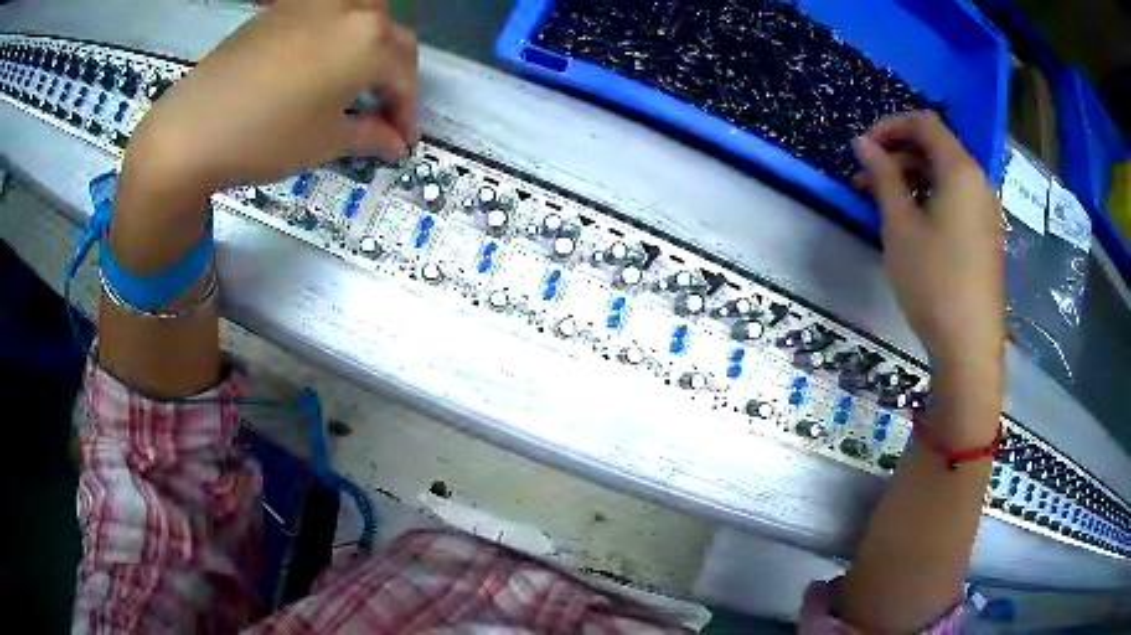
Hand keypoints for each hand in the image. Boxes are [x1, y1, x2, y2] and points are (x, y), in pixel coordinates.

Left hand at [125, 0, 416, 195]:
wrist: (193, 127)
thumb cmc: (266, 137)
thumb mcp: (324, 142)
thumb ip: (369, 135)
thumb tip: (395, 143)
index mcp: (370, 42)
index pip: (405, 77)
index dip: (407, 113)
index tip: (403, 141)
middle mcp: (351, 11)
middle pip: (391, 39)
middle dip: (395, 77)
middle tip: (384, 111)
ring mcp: (314, 4)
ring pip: (363, 15)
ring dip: (372, 43)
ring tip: (358, 75)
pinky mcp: (281, 9)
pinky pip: (326, 13)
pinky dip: (336, 34)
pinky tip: (320, 59)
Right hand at [853, 112, 1004, 383]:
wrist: (969, 346)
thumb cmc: (934, 281)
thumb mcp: (901, 226)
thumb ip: (883, 177)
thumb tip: (863, 144)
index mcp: (960, 170)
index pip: (924, 123)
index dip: (890, 127)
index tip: (863, 149)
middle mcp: (978, 182)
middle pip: (935, 148)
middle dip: (897, 156)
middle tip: (865, 182)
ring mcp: (985, 211)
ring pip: (944, 176)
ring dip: (911, 180)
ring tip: (882, 206)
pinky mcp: (985, 236)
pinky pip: (955, 200)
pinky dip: (929, 199)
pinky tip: (911, 225)